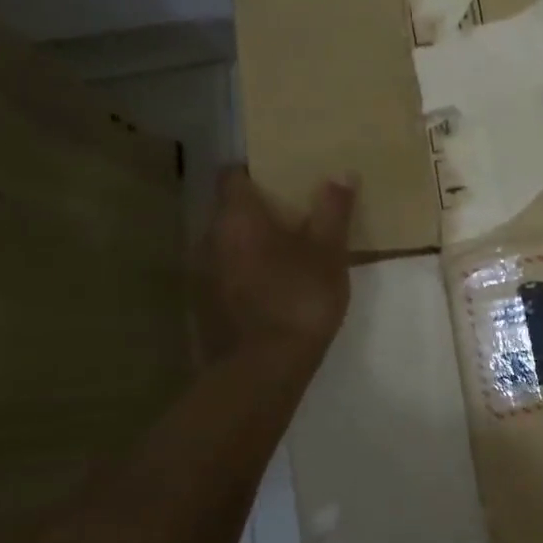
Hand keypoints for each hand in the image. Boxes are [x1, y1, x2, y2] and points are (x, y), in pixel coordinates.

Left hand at [192, 168, 355, 363]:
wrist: (263, 370)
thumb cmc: (299, 298)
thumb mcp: (329, 252)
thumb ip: (333, 210)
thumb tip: (341, 173)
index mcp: (237, 217)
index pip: (232, 176)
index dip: (254, 171)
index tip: (281, 176)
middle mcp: (210, 238)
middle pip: (229, 209)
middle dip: (257, 208)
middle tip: (294, 212)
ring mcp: (201, 274)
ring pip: (226, 243)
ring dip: (249, 242)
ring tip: (286, 249)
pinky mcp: (203, 305)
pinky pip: (225, 272)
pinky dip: (244, 270)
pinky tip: (272, 285)